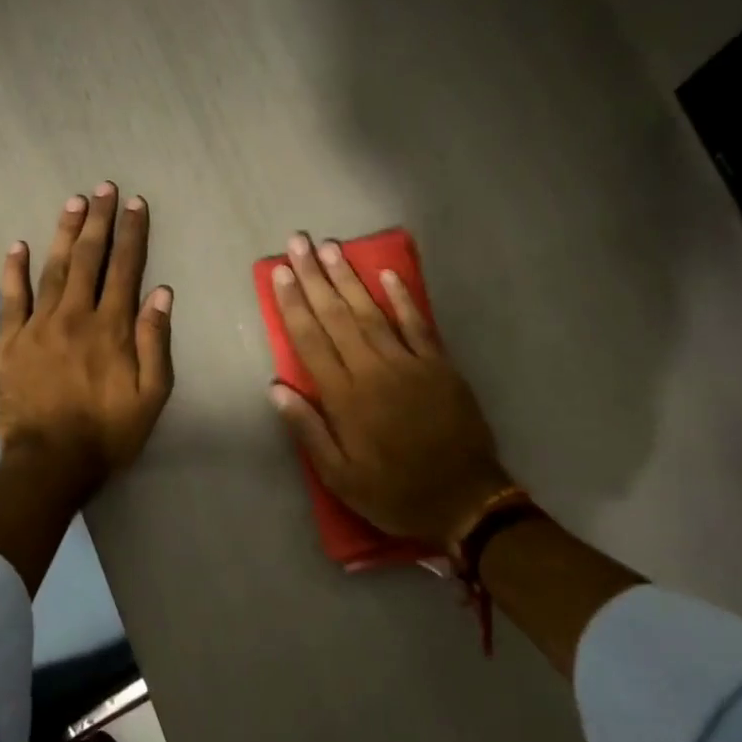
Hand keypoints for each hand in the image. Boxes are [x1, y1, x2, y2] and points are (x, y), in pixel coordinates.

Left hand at [0, 183, 174, 501]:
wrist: (49, 464)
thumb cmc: (108, 433)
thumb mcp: (151, 396)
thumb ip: (156, 343)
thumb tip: (161, 293)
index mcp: (112, 328)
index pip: (125, 269)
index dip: (132, 235)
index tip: (136, 204)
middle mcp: (75, 316)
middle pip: (88, 259)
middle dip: (99, 221)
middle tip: (104, 188)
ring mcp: (38, 326)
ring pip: (52, 268)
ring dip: (64, 233)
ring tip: (73, 202)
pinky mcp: (9, 342)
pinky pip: (10, 298)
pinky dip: (14, 270)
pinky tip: (17, 245)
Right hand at [267, 233, 510, 547]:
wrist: (465, 499)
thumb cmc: (394, 492)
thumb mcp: (340, 477)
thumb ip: (308, 430)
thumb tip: (276, 387)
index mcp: (346, 398)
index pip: (312, 341)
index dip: (294, 304)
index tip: (281, 272)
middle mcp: (374, 371)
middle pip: (338, 316)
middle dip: (316, 277)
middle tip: (299, 242)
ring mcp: (410, 364)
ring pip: (373, 312)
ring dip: (349, 278)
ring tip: (331, 247)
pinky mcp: (439, 365)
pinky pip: (418, 324)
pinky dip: (402, 298)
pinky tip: (387, 274)